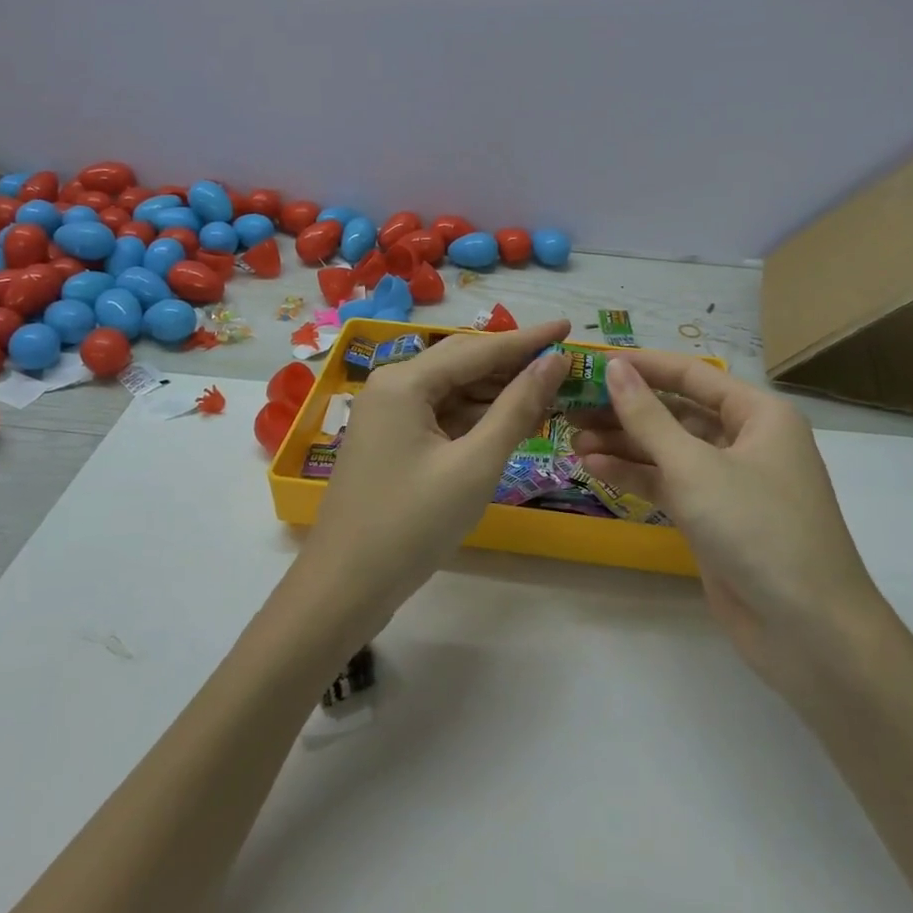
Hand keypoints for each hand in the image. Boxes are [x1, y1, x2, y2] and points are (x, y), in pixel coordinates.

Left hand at [295, 320, 571, 639]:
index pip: (479, 348)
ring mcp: (388, 414)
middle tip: (562, 362)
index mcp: (405, 381)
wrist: (344, 587)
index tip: (568, 325)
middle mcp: (392, 385)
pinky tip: (508, 422)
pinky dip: (475, 417)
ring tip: (547, 392)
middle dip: (513, 363)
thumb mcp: (475, 464)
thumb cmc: (412, 524)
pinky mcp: (391, 440)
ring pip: (452, 390)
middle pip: (463, 362)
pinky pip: (440, 414)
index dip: (528, 339)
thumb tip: (554, 361)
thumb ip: (517, 408)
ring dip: (496, 392)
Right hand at [569, 352, 880, 701]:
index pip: (691, 375)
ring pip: (668, 449)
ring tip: (573, 439)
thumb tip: (614, 368)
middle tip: (572, 406)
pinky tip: (595, 468)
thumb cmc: (758, 528)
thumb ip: (648, 417)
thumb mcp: (695, 467)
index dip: (642, 366)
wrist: (810, 632)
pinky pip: (669, 483)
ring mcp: (730, 482)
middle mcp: (746, 440)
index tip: (592, 362)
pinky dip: (635, 475)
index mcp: (758, 414)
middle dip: (625, 409)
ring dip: (624, 443)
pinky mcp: (714, 518)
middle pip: (676, 412)